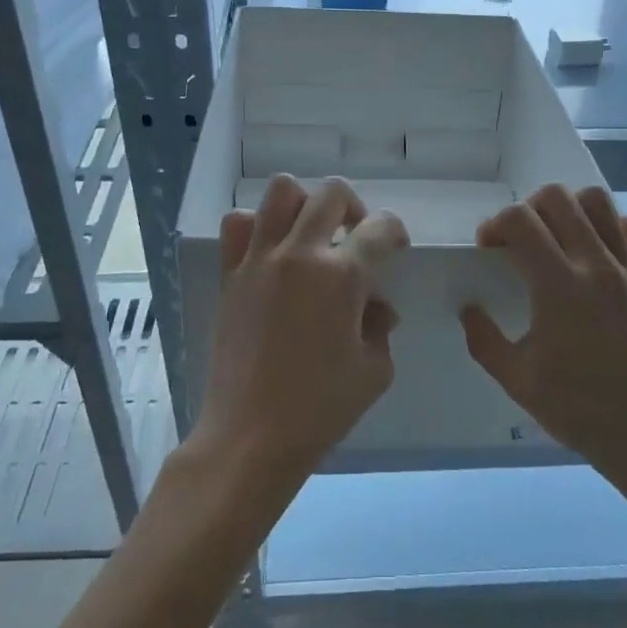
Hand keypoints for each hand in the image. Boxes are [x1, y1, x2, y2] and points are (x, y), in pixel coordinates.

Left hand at [189, 175, 408, 492]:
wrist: (250, 436)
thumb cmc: (321, 409)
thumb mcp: (375, 371)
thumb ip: (381, 327)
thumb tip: (374, 307)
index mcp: (342, 276)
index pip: (380, 227)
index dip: (395, 232)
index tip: (395, 248)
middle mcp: (300, 254)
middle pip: (332, 192)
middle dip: (355, 208)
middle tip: (355, 239)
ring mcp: (260, 260)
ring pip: (282, 191)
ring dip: (305, 204)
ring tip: (312, 236)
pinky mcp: (231, 274)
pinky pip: (238, 225)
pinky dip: (257, 225)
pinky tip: (271, 252)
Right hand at [460, 185, 626, 493]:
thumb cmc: (578, 410)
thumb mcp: (516, 381)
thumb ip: (484, 339)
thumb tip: (468, 309)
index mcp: (559, 287)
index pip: (520, 221)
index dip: (495, 226)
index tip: (489, 251)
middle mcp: (596, 265)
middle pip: (557, 197)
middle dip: (527, 210)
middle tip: (520, 243)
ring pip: (599, 201)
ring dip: (569, 209)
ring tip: (558, 238)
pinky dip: (617, 226)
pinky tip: (601, 251)